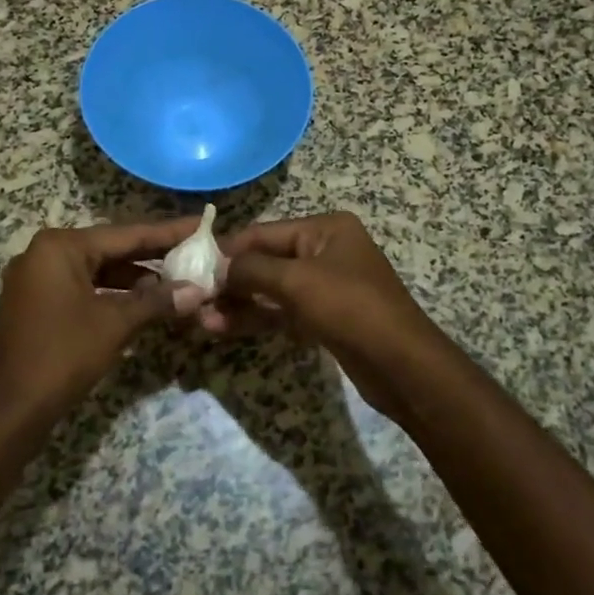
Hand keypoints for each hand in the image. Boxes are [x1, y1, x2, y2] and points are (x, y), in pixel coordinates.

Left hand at [0, 218, 205, 423]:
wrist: (7, 411)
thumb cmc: (62, 355)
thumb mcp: (115, 324)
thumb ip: (158, 301)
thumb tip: (199, 290)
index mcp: (61, 246)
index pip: (126, 233)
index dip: (168, 232)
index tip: (201, 224)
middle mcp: (45, 253)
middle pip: (111, 248)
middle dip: (153, 255)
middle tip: (195, 253)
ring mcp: (36, 279)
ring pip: (97, 269)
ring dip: (134, 278)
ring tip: (176, 283)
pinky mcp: (36, 303)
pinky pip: (82, 287)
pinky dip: (112, 293)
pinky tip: (142, 303)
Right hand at [210, 211, 454, 423]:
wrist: (402, 366)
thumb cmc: (350, 308)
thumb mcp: (297, 281)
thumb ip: (252, 269)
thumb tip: (217, 267)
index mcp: (325, 229)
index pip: (264, 232)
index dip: (228, 249)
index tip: (191, 267)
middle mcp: (325, 251)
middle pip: (266, 260)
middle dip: (231, 281)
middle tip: (194, 300)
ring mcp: (326, 286)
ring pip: (271, 290)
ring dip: (239, 304)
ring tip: (202, 321)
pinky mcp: (324, 318)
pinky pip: (282, 312)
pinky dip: (257, 319)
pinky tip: (224, 329)